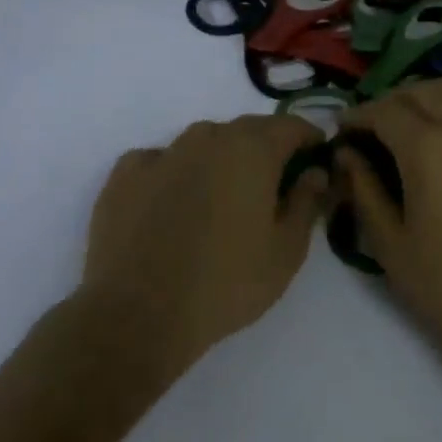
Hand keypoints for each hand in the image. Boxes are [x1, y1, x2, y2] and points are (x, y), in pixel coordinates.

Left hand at [75, 114, 329, 371]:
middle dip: (267, 147)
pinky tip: (174, 200)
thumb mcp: (287, 251)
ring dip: (221, 157)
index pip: (291, 126)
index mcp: (253, 151)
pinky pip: (161, 160)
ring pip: (203, 141)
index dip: (309, 139)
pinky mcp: (124, 176)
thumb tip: (315, 172)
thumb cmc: (227, 283)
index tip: (317, 159)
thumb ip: (307, 202)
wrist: (139, 315)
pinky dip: (175, 171)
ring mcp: (162, 154)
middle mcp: (208, 139)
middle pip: (248, 129)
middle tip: (274, 183)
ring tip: (223, 194)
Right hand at [335, 80, 441, 402]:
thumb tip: (346, 155)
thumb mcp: (390, 245)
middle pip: (420, 94)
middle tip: (373, 127)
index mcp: (426, 148)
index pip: (383, 112)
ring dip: (433, 92)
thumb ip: (364, 190)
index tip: (343, 130)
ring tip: (417, 112)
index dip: (358, 116)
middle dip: (389, 103)